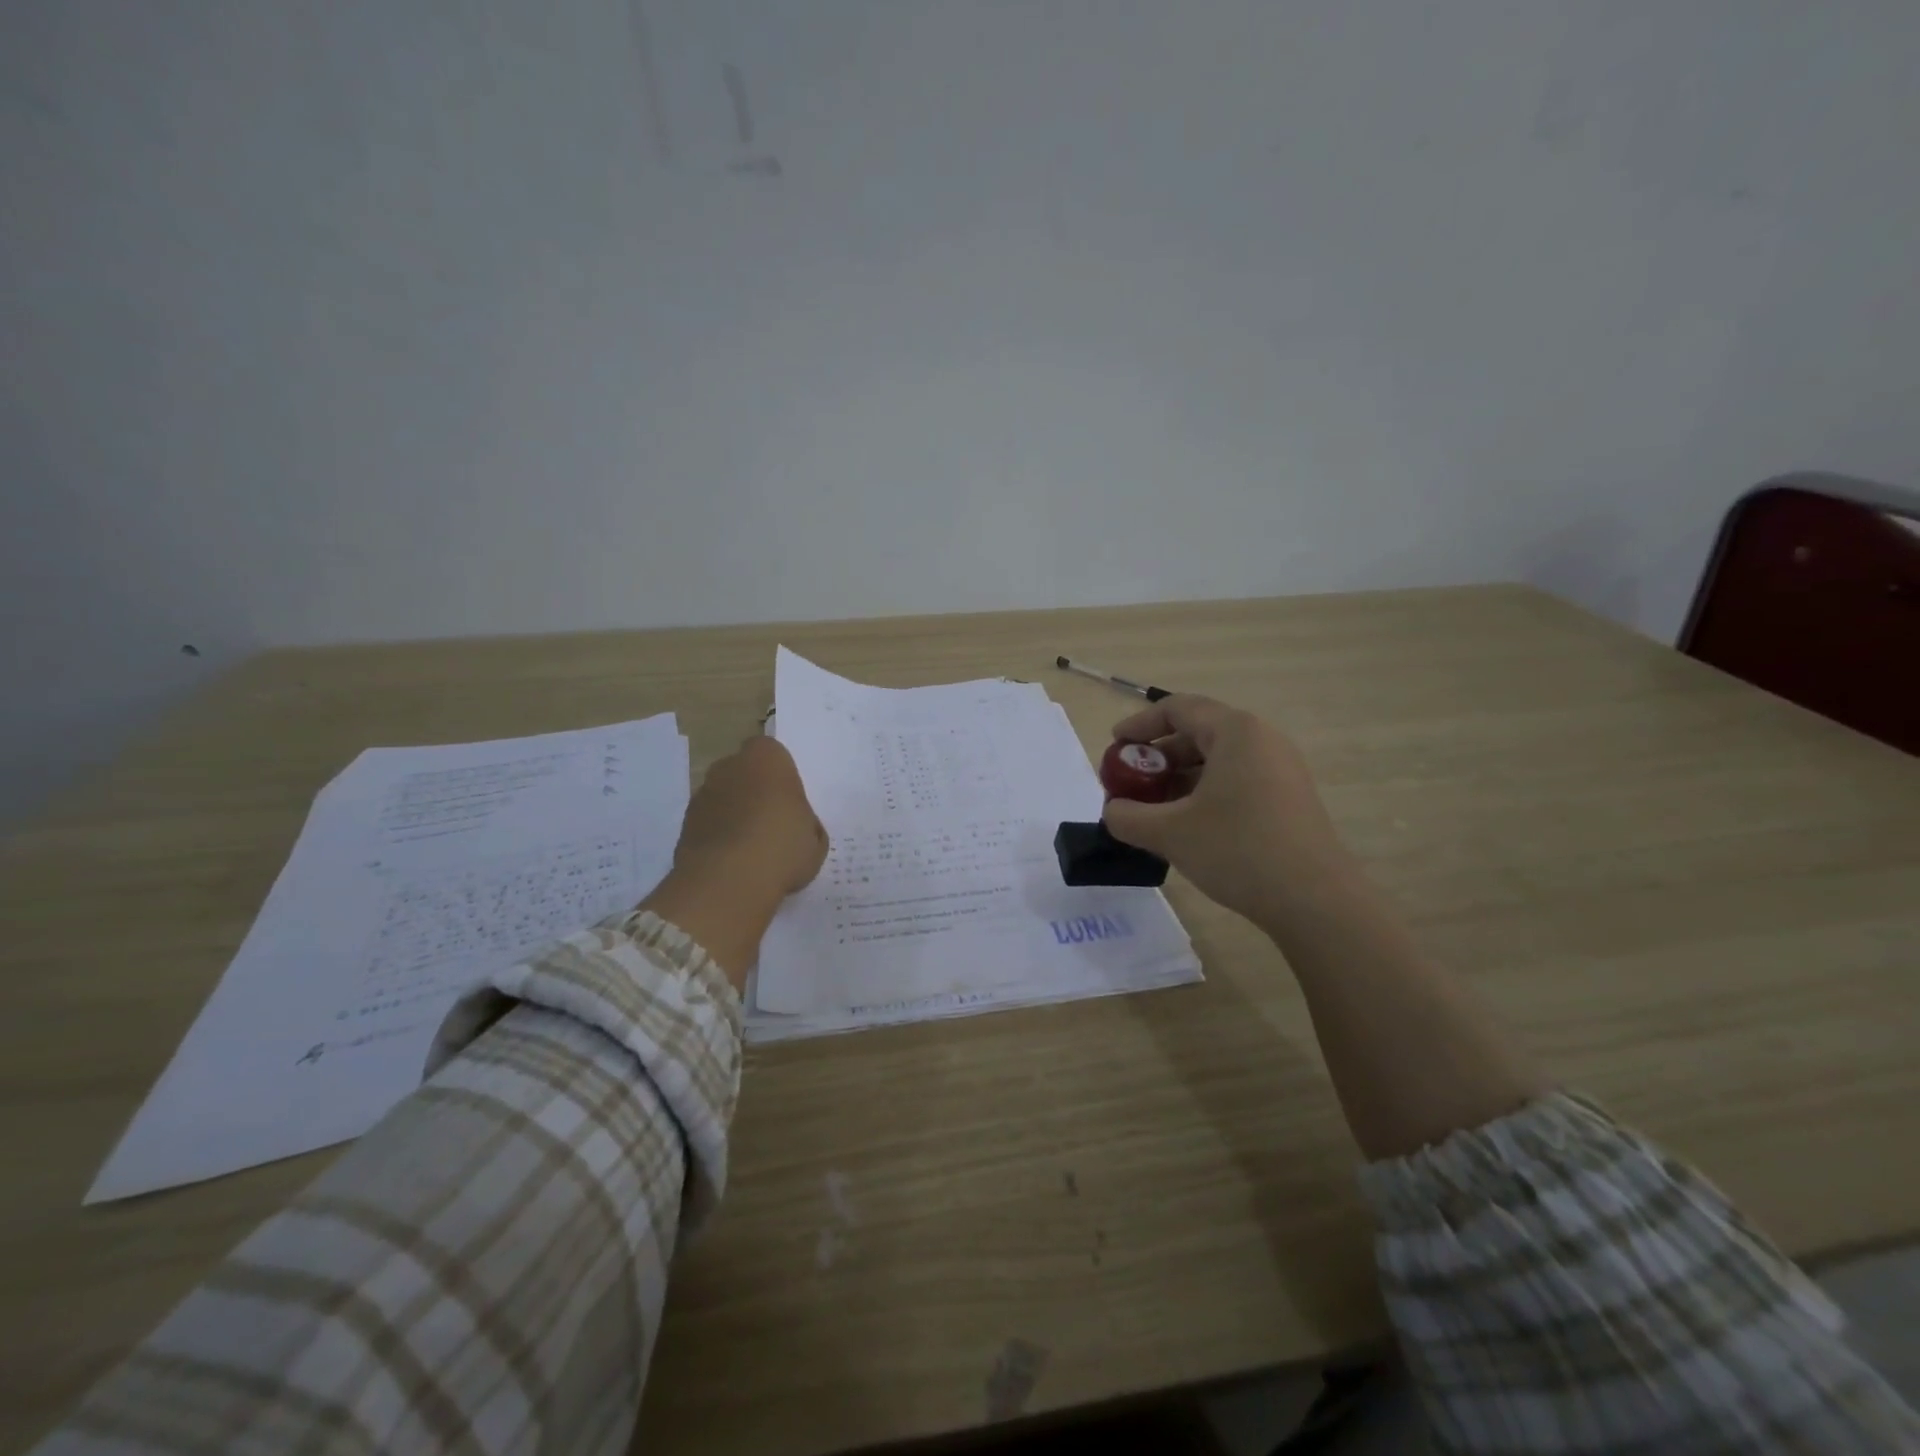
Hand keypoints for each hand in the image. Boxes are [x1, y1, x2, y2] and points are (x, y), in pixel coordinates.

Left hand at [673, 736, 827, 899]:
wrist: (728, 881)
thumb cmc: (783, 848)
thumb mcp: (815, 838)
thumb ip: (806, 823)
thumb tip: (797, 825)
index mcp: (767, 757)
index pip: (773, 754)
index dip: (781, 777)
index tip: (790, 802)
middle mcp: (730, 766)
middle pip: (744, 772)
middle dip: (755, 791)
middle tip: (773, 824)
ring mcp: (703, 793)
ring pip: (724, 796)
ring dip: (734, 814)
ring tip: (751, 848)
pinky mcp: (685, 823)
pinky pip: (709, 822)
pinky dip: (718, 835)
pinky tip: (732, 861)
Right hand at [1100, 695, 1355, 928]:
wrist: (1315, 900)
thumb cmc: (1237, 850)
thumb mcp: (1169, 833)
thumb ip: (1127, 817)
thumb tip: (1113, 812)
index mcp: (1235, 732)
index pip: (1177, 709)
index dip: (1139, 725)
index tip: (1114, 748)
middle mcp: (1262, 739)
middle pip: (1198, 732)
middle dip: (1157, 757)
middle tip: (1131, 784)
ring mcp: (1281, 769)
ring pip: (1218, 760)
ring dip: (1179, 778)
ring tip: (1154, 810)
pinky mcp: (1290, 798)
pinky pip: (1237, 780)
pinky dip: (1205, 792)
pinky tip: (1189, 825)